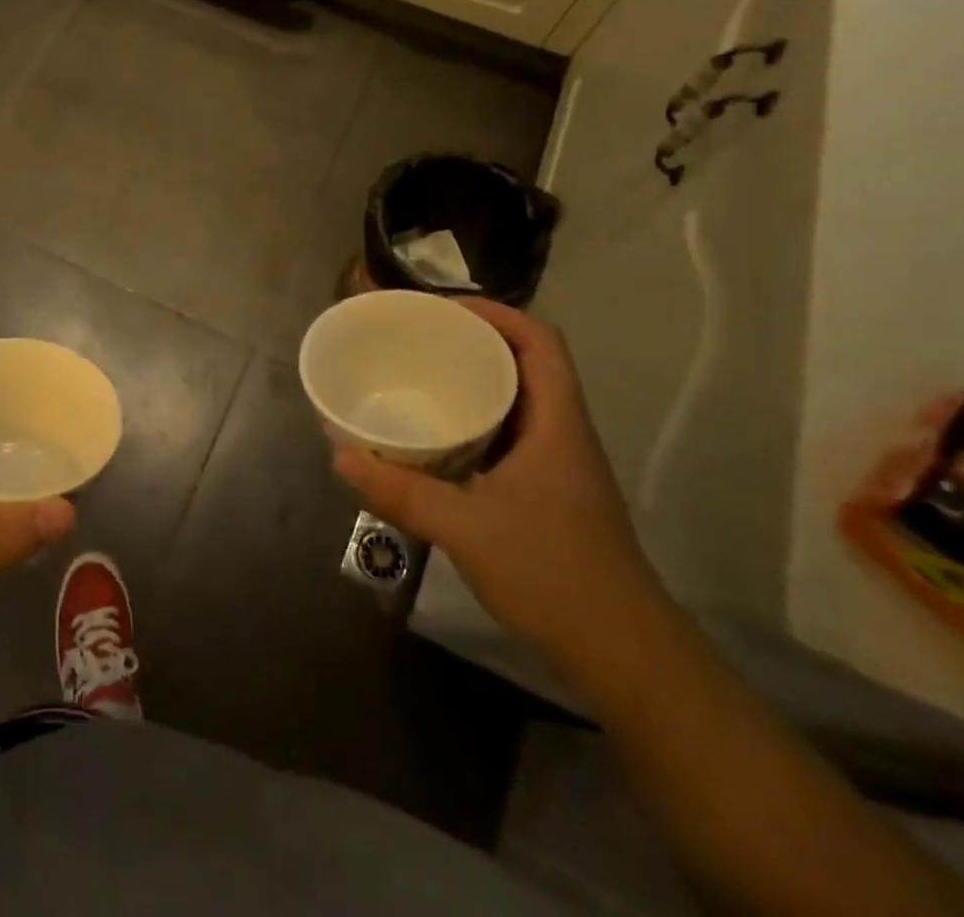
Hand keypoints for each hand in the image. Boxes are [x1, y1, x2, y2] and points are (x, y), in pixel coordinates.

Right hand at [331, 298, 666, 668]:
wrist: (624, 656)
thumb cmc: (553, 576)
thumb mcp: (465, 529)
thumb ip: (401, 491)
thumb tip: (340, 454)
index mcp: (557, 424)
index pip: (539, 342)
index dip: (496, 312)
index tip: (442, 307)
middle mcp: (562, 433)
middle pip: (527, 363)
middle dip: (475, 340)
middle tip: (419, 336)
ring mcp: (559, 465)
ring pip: (519, 399)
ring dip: (476, 379)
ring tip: (421, 374)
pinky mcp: (548, 493)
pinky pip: (510, 434)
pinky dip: (476, 420)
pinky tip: (438, 436)